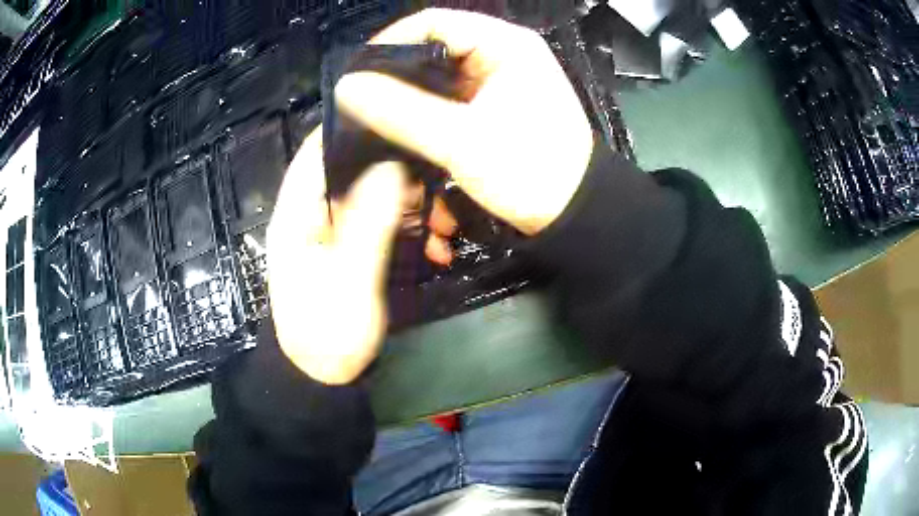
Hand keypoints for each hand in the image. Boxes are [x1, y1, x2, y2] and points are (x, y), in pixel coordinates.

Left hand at [267, 128, 457, 383]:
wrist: (323, 377)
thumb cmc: (326, 334)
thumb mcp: (349, 282)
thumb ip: (368, 225)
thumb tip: (390, 168)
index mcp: (296, 216)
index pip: (316, 155)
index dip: (349, 131)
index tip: (397, 119)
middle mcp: (311, 216)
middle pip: (351, 173)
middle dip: (395, 173)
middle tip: (439, 180)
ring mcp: (333, 234)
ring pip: (373, 199)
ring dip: (410, 205)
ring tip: (446, 222)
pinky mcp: (351, 250)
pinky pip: (381, 225)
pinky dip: (409, 229)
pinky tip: (437, 246)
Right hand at [336, 8, 593, 235]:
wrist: (574, 215)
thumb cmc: (530, 171)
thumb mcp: (461, 140)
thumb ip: (400, 111)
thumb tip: (348, 87)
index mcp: (505, 45)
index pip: (433, 23)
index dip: (389, 44)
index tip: (358, 75)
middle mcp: (503, 55)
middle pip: (434, 51)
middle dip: (397, 79)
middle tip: (363, 105)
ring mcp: (500, 82)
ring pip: (439, 80)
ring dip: (412, 104)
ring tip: (380, 125)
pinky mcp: (496, 107)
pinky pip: (451, 102)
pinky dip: (430, 119)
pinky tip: (410, 137)